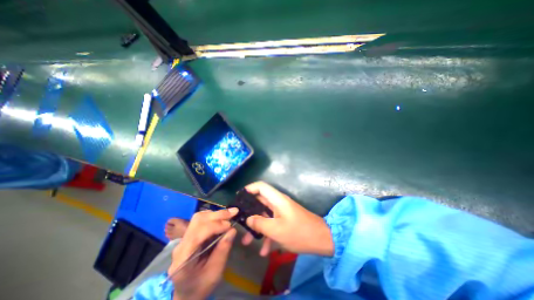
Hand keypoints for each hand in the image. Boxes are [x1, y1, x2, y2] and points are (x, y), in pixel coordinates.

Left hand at [168, 209, 237, 299]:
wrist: (186, 293)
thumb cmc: (200, 286)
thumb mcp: (214, 273)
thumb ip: (223, 251)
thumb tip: (232, 230)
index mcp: (183, 258)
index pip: (198, 234)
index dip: (215, 226)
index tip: (230, 226)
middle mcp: (181, 244)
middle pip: (198, 221)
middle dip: (217, 215)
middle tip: (234, 212)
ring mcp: (184, 238)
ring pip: (199, 217)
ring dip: (216, 214)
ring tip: (230, 214)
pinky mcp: (190, 234)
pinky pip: (201, 220)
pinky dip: (213, 216)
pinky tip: (222, 218)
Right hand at [243, 182, 331, 256]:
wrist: (322, 240)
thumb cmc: (299, 232)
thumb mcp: (276, 230)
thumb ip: (260, 223)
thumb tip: (249, 219)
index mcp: (277, 199)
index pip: (261, 186)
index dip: (249, 188)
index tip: (239, 198)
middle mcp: (278, 203)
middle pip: (260, 202)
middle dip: (249, 213)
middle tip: (239, 222)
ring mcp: (282, 212)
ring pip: (265, 215)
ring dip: (257, 227)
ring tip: (247, 242)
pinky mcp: (285, 220)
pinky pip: (272, 224)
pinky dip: (267, 235)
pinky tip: (265, 251)